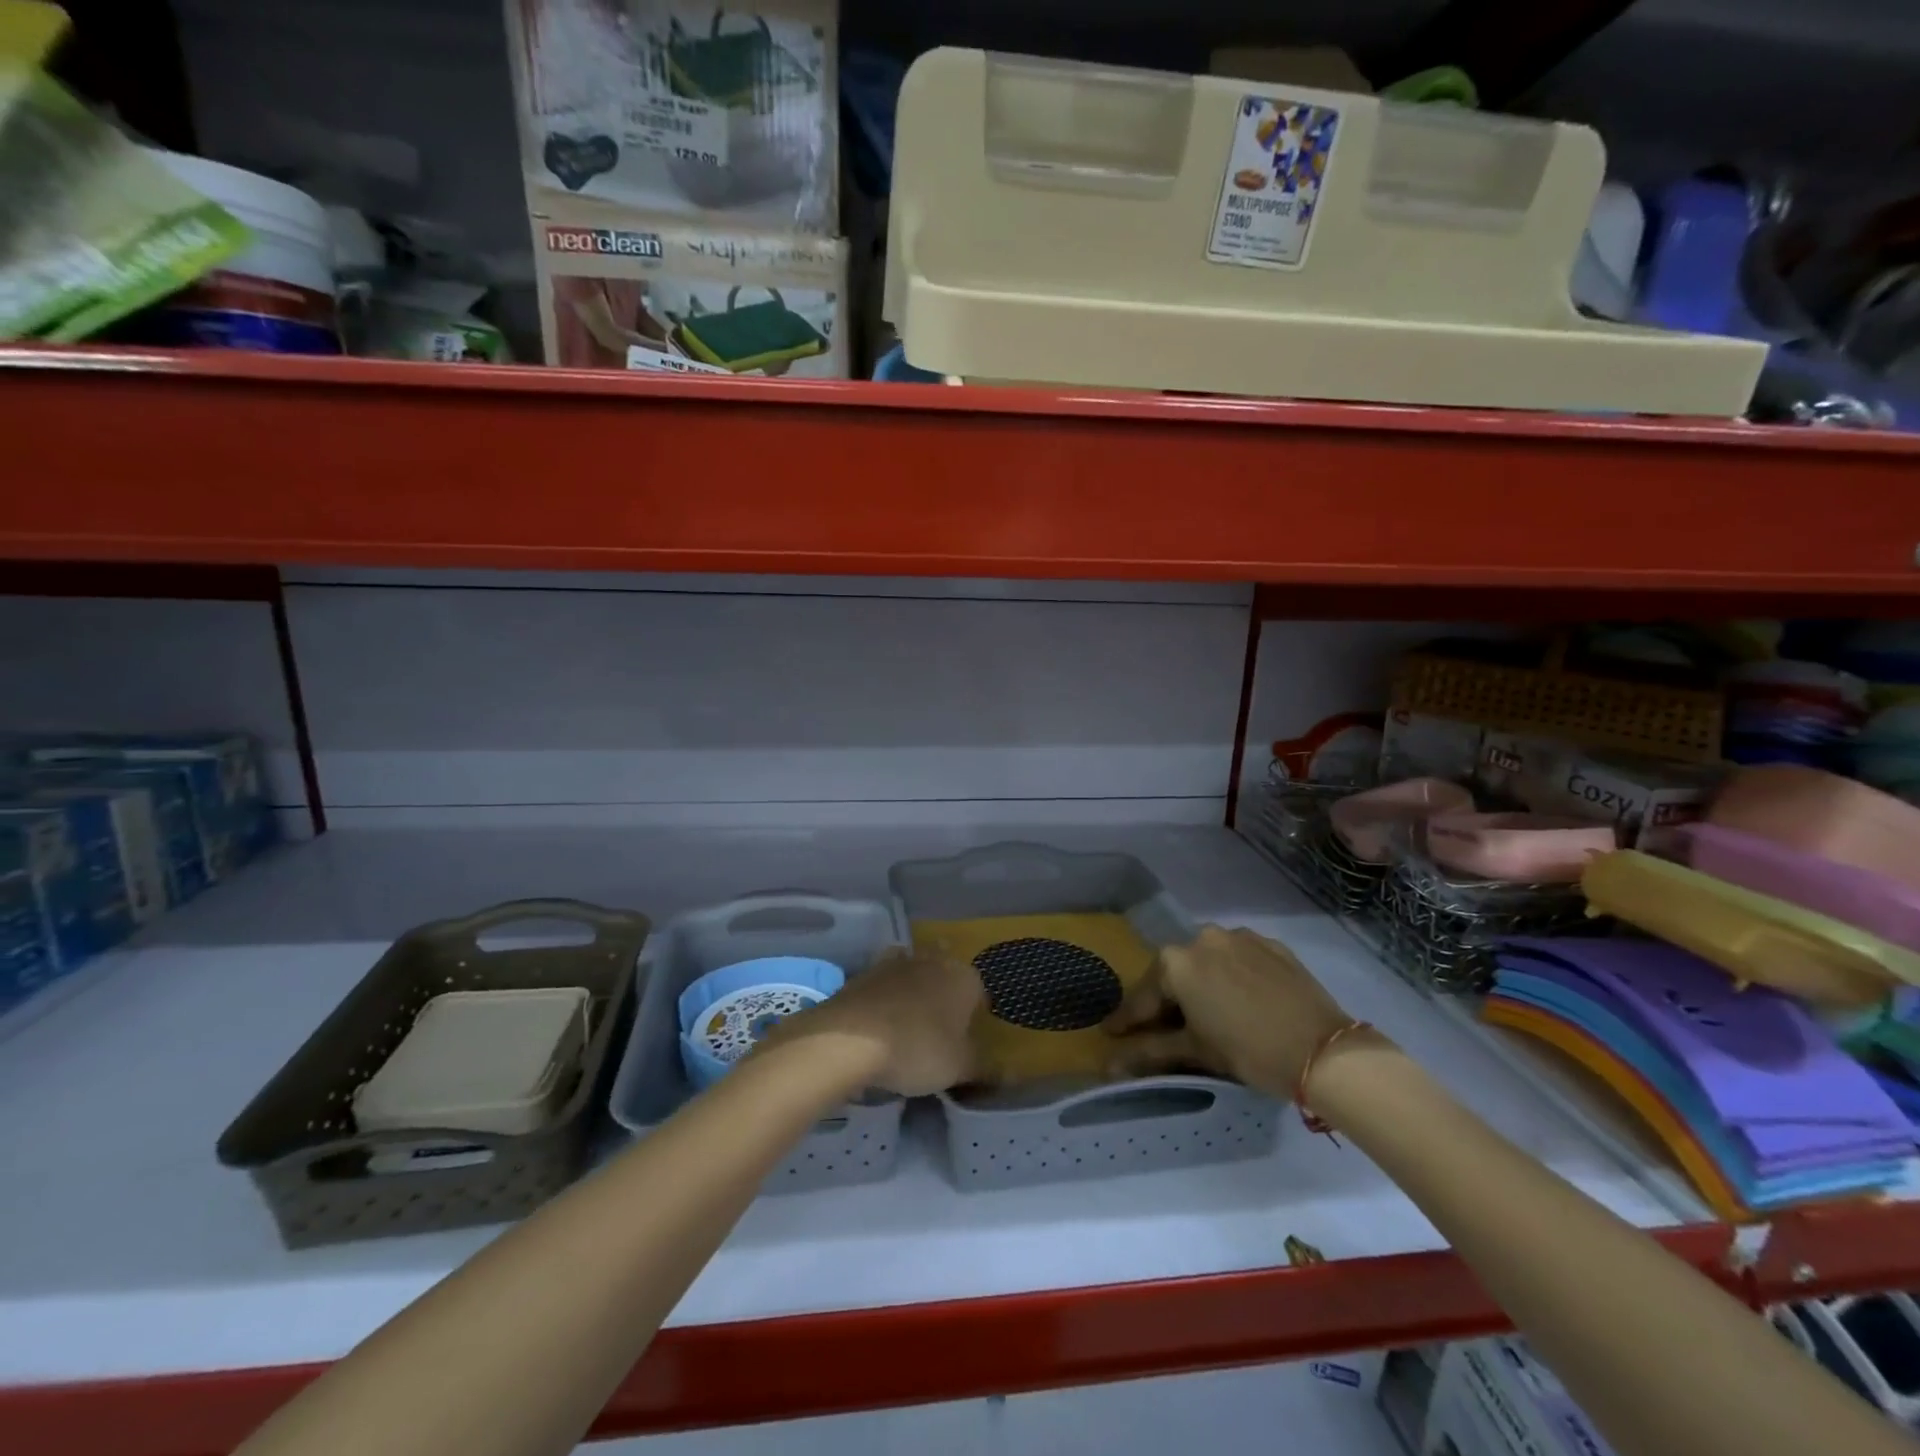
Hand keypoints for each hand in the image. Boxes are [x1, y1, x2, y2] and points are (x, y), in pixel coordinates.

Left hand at [769, 948, 983, 1096]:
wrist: (851, 1037)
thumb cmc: (919, 1049)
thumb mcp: (959, 1067)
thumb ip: (984, 1068)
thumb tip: (1008, 1073)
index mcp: (964, 977)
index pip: (979, 994)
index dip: (974, 1019)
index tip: (964, 1044)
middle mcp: (934, 960)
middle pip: (945, 979)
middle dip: (943, 1001)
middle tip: (936, 1036)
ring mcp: (897, 962)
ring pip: (914, 978)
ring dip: (912, 997)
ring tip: (905, 1031)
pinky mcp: (866, 972)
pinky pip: (884, 987)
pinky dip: (885, 1001)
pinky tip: (879, 1027)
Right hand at [1102, 925, 1355, 1097]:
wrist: (1326, 1051)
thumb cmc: (1250, 1051)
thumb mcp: (1195, 1052)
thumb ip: (1149, 1052)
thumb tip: (1108, 1065)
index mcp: (1176, 962)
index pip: (1143, 996)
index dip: (1127, 1020)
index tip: (1112, 1034)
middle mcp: (1202, 937)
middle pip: (1174, 973)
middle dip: (1167, 1000)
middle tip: (1165, 1029)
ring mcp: (1239, 936)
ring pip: (1207, 962)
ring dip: (1200, 984)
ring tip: (1207, 1014)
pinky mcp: (1271, 945)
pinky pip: (1239, 959)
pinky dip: (1232, 977)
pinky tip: (1241, 1001)